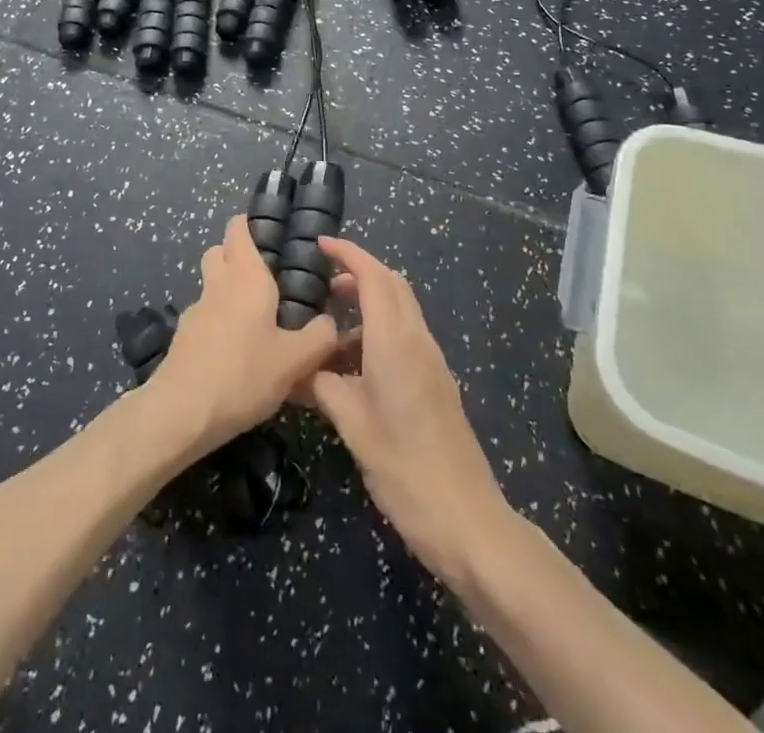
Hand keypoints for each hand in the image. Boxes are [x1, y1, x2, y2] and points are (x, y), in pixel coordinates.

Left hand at [145, 216, 342, 458]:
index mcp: (246, 276)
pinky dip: (218, 322)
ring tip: (256, 319)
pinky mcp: (183, 337)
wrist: (181, 413)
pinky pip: (205, 316)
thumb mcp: (295, 361)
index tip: (272, 234)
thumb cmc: (243, 375)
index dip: (251, 224)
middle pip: (220, 251)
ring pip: (211, 284)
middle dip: (237, 255)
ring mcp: (196, 310)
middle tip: (267, 277)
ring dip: (227, 290)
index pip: (239, 229)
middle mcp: (218, 284)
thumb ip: (319, 338)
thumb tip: (330, 322)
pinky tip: (236, 352)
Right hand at [308, 238, 511, 583]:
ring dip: (367, 306)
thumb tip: (298, 366)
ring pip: (399, 311)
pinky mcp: (435, 382)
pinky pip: (404, 337)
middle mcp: (417, 340)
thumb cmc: (404, 468)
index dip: (348, 254)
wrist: (466, 518)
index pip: (374, 276)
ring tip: (329, 331)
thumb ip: (323, 385)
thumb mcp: (352, 424)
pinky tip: (352, 366)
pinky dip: (377, 332)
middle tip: (321, 283)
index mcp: (396, 341)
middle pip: (391, 285)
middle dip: (358, 273)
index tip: (319, 245)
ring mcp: (431, 361)